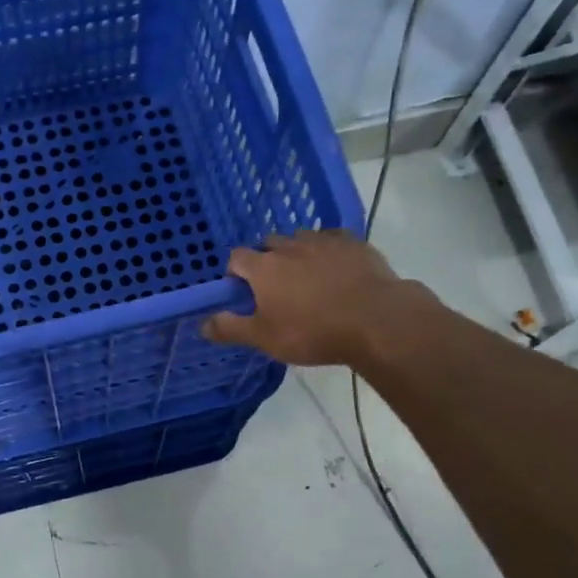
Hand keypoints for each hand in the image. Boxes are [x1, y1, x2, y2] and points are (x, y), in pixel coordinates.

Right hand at [202, 229, 430, 367]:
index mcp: (263, 267)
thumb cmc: (312, 332)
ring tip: (307, 278)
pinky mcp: (354, 243)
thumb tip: (202, 324)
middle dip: (266, 260)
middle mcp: (290, 246)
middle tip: (275, 288)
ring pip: (301, 239)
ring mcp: (324, 241)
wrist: (375, 320)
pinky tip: (336, 269)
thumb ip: (230, 328)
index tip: (241, 291)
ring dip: (297, 253)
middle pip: (268, 244)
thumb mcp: (265, 338)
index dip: (235, 273)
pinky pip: (333, 240)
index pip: (236, 258)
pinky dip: (328, 251)